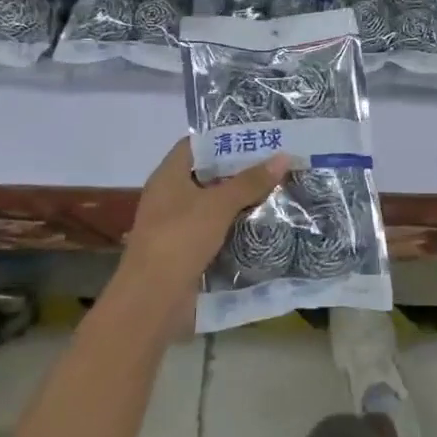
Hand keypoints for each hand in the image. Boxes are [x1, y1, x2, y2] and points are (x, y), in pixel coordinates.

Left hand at [117, 139, 289, 321]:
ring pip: (211, 204)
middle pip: (206, 174)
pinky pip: (212, 229)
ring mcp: (175, 225)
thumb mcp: (219, 205)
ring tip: (274, 190)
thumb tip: (283, 156)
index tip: (255, 138)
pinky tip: (259, 224)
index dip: (222, 138)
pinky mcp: (184, 250)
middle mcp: (168, 196)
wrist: (153, 299)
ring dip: (238, 200)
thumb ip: (250, 181)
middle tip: (273, 163)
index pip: (194, 145)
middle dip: (237, 170)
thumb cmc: (180, 239)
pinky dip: (232, 225)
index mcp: (168, 176)